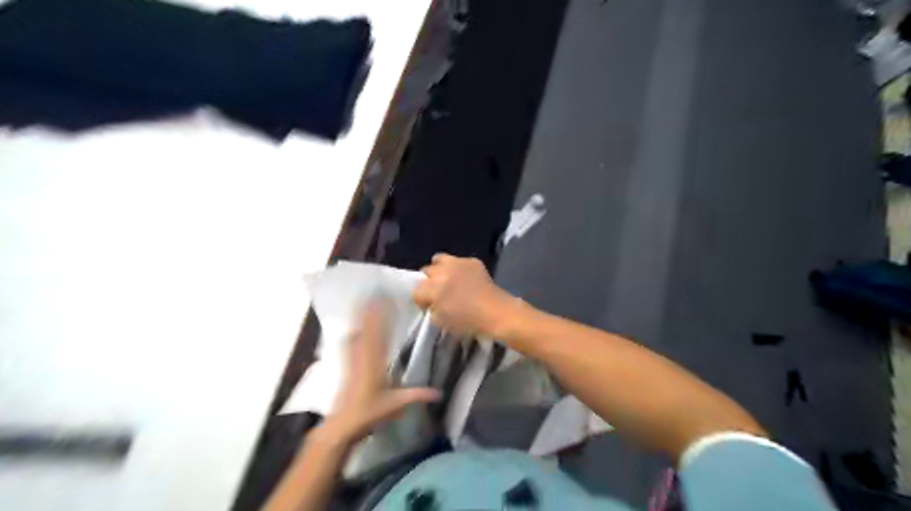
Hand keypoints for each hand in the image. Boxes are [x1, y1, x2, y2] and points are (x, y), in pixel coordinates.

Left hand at [320, 301, 441, 444]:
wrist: (341, 425)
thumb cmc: (369, 413)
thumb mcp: (395, 404)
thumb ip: (417, 395)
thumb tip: (439, 393)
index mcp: (374, 362)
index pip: (378, 333)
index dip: (380, 315)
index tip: (384, 300)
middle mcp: (361, 356)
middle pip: (365, 328)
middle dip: (369, 310)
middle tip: (374, 294)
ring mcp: (351, 361)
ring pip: (356, 334)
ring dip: (360, 319)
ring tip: (364, 304)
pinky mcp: (346, 367)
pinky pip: (349, 344)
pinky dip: (353, 333)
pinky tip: (353, 330)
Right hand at [413, 252, 518, 339]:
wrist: (497, 313)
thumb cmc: (469, 322)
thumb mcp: (441, 322)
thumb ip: (431, 309)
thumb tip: (431, 303)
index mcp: (433, 288)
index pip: (416, 290)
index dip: (421, 300)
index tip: (428, 306)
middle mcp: (442, 271)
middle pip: (426, 272)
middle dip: (429, 282)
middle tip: (438, 293)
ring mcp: (458, 263)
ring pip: (439, 260)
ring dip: (440, 269)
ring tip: (447, 279)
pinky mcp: (472, 261)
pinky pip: (458, 261)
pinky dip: (458, 268)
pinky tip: (465, 279)